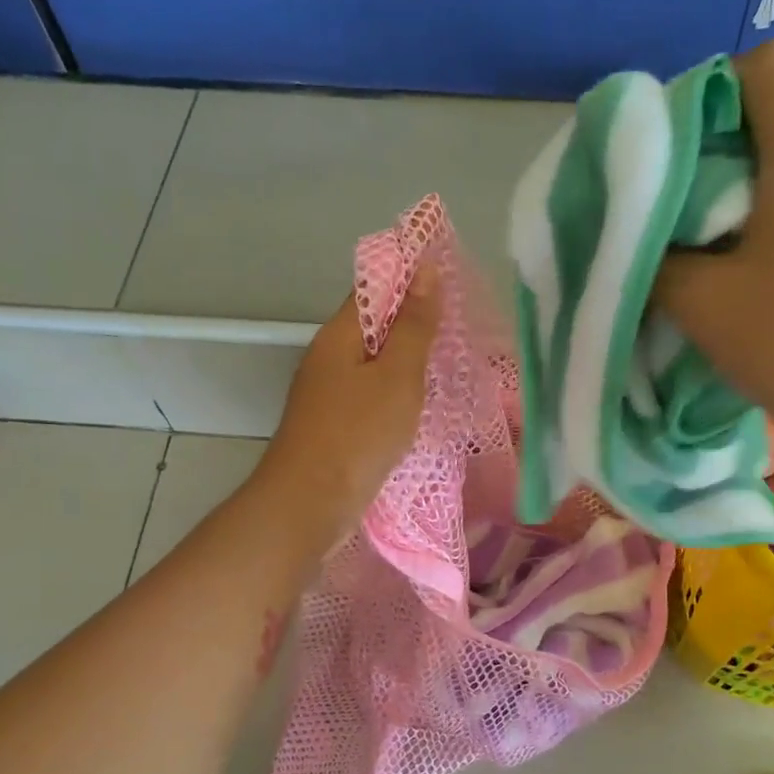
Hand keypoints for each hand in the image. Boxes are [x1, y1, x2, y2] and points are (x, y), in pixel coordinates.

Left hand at [260, 275, 437, 543]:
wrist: (310, 503)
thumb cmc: (357, 434)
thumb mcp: (397, 376)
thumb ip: (414, 327)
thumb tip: (424, 270)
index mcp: (339, 335)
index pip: (375, 289)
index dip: (412, 280)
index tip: (453, 282)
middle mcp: (329, 358)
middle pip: (375, 327)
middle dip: (416, 323)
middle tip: (463, 327)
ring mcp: (329, 395)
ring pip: (375, 365)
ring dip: (409, 362)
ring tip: (452, 362)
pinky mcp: (336, 427)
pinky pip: (372, 397)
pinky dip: (398, 394)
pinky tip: (422, 405)